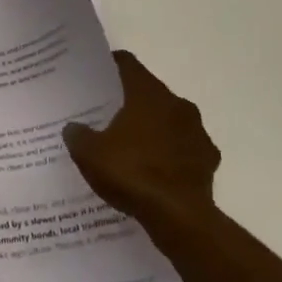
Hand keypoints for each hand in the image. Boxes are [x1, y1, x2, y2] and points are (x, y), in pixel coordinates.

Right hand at [64, 50, 220, 233]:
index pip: (128, 64)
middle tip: (110, 115)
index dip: (112, 65)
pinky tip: (158, 171)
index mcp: (147, 93)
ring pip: (171, 119)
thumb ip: (78, 135)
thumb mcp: (90, 154)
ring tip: (134, 147)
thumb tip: (73, 128)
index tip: (98, 74)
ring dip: (155, 128)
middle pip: (150, 92)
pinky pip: (186, 148)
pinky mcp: (208, 158)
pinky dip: (173, 154)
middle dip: (132, 101)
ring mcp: (196, 131)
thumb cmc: (131, 173)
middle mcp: (176, 103)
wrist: (179, 217)